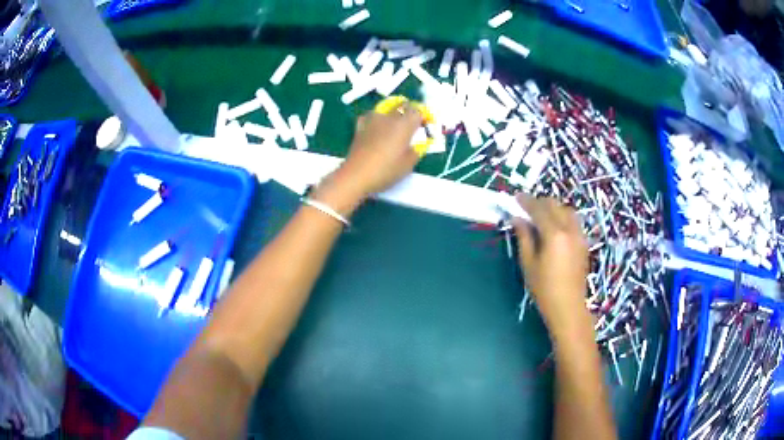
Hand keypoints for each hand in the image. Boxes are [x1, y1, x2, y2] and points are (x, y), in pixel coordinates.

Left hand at [338, 102, 423, 195]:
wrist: (357, 175)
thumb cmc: (386, 170)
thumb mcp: (408, 164)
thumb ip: (416, 150)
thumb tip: (416, 144)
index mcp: (404, 125)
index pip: (417, 111)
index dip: (422, 117)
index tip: (423, 126)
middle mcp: (389, 117)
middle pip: (402, 105)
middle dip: (408, 112)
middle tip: (411, 125)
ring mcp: (373, 120)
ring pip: (385, 108)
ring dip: (392, 113)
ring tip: (393, 125)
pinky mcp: (360, 127)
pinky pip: (370, 117)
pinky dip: (375, 119)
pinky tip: (375, 128)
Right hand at [512, 194, 589, 330]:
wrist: (568, 306)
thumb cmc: (544, 288)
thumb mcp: (528, 263)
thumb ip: (524, 237)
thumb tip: (517, 219)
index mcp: (554, 234)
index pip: (539, 209)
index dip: (526, 201)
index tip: (516, 197)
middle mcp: (569, 229)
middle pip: (554, 205)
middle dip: (539, 202)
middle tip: (526, 208)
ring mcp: (579, 235)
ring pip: (566, 210)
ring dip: (552, 208)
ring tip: (540, 216)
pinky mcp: (583, 242)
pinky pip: (572, 220)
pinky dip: (562, 216)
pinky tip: (554, 227)